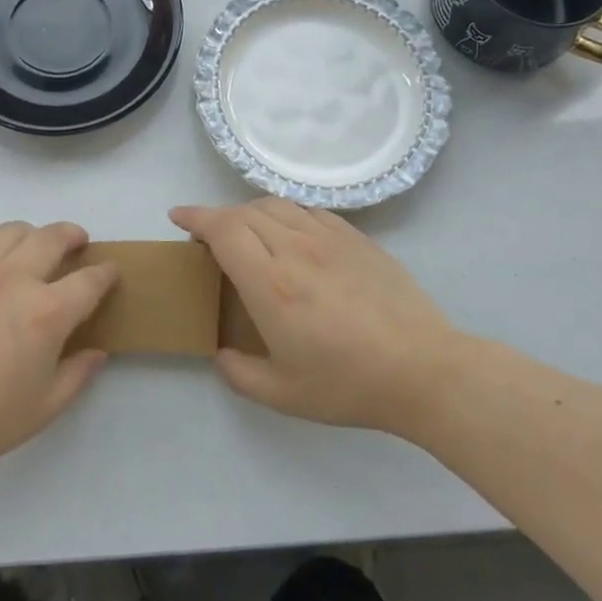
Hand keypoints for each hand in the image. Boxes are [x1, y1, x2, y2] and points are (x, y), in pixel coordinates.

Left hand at [0, 221, 116, 481]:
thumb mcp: (44, 407)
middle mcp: (14, 279)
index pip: (88, 280)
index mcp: (46, 312)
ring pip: (13, 231)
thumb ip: (76, 374)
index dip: (105, 273)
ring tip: (36, 248)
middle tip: (79, 242)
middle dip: (73, 235)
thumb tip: (96, 352)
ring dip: (34, 234)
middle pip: (52, 237)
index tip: (110, 270)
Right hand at [172, 200, 456, 434]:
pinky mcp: (356, 238)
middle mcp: (295, 249)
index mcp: (270, 284)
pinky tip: (289, 234)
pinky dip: (285, 214)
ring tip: (245, 232)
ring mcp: (329, 238)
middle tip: (208, 237)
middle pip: (244, 212)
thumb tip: (220, 355)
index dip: (195, 217)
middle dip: (217, 217)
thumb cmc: (348, 384)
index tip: (178, 217)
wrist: (423, 370)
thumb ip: (239, 374)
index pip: (223, 229)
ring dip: (249, 212)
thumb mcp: (282, 395)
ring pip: (276, 205)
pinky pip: (309, 211)